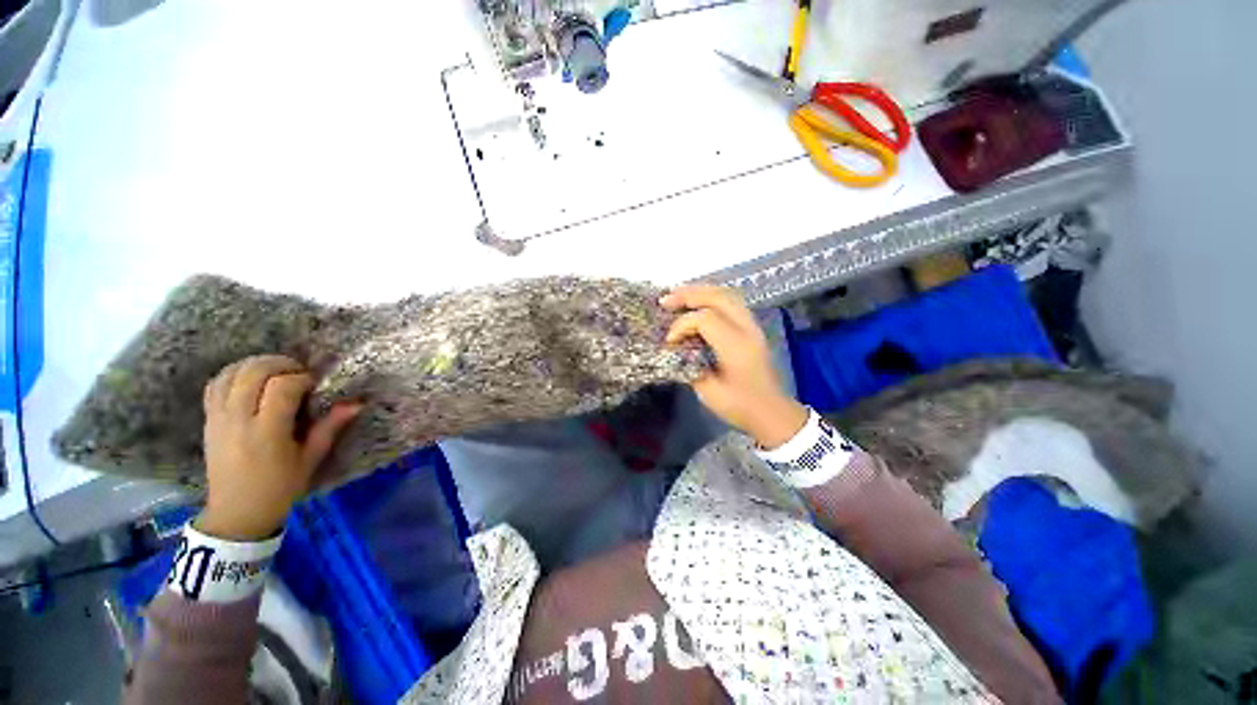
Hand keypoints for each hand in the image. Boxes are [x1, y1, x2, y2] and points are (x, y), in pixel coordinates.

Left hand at [198, 355, 360, 540]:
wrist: (237, 511)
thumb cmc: (281, 486)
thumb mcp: (311, 459)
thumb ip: (330, 427)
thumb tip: (357, 403)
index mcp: (267, 432)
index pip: (281, 387)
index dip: (302, 378)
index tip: (315, 385)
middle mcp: (238, 420)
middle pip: (253, 372)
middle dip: (280, 364)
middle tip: (299, 373)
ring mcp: (218, 419)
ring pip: (231, 373)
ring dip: (256, 365)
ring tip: (277, 372)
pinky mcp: (208, 420)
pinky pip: (215, 385)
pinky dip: (233, 374)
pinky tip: (251, 380)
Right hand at [662, 285, 806, 448]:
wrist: (772, 413)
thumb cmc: (740, 406)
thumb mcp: (709, 392)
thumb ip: (690, 366)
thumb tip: (675, 349)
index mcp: (736, 347)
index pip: (705, 319)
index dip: (682, 325)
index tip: (670, 342)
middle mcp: (747, 329)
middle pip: (718, 296)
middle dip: (688, 295)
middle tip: (665, 300)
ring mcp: (753, 326)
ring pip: (727, 294)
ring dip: (700, 291)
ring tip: (678, 295)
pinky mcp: (752, 328)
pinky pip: (732, 301)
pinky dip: (711, 297)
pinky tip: (697, 303)